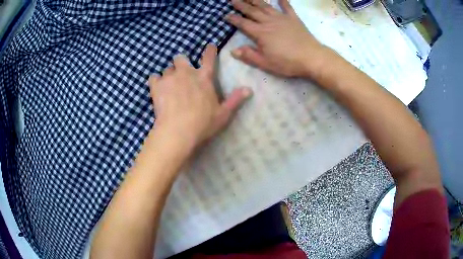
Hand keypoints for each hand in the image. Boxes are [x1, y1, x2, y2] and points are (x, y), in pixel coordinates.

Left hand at [148, 44, 251, 151]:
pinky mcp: (156, 86)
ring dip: (169, 75)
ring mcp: (170, 78)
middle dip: (181, 63)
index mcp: (204, 78)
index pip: (209, 58)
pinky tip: (157, 89)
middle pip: (181, 58)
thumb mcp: (223, 114)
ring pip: (167, 69)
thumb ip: (235, 100)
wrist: (177, 132)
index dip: (210, 50)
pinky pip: (153, 77)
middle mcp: (186, 73)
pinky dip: (155, 81)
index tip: (210, 46)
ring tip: (169, 86)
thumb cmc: (202, 124)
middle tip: (181, 74)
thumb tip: (249, 89)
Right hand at [226, 0, 332, 77]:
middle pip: (252, 11)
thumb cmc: (288, 62)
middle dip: (241, 5)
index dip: (233, 19)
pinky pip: (287, 7)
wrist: (311, 58)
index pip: (243, 24)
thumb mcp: (266, 63)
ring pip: (266, 6)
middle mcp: (269, 22)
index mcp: (260, 33)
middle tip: (233, 0)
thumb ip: (249, 55)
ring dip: (255, 0)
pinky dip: (283, 1)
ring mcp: (282, 18)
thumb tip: (233, 51)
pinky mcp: (294, 19)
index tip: (226, 15)